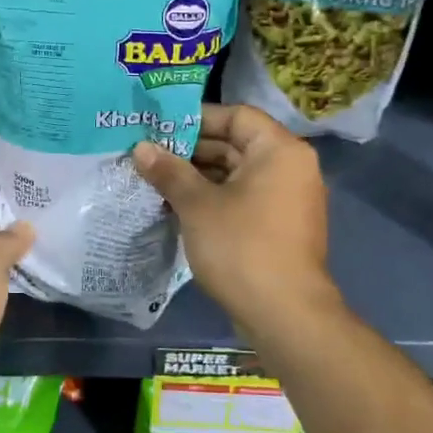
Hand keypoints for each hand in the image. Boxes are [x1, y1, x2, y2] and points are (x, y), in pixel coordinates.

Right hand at [134, 104, 337, 338]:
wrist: (285, 316)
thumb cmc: (241, 247)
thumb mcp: (197, 205)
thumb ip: (169, 171)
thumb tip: (141, 148)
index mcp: (279, 150)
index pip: (236, 115)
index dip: (196, 118)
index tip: (160, 127)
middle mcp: (290, 167)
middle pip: (236, 143)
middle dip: (192, 150)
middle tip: (150, 154)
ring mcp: (288, 198)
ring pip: (237, 173)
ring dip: (199, 176)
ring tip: (156, 179)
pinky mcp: (280, 226)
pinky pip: (244, 197)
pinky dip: (214, 197)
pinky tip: (178, 205)